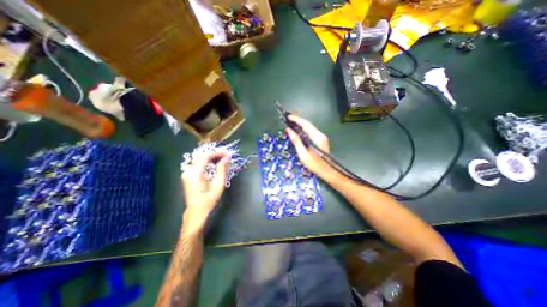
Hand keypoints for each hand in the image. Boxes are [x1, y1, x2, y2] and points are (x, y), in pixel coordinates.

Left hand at [181, 151, 228, 229]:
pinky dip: (206, 162)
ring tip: (221, 160)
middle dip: (214, 154)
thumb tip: (226, 158)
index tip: (226, 154)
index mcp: (195, 173)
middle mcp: (189, 171)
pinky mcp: (187, 176)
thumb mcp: (218, 184)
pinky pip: (197, 164)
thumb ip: (222, 169)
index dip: (217, 153)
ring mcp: (186, 173)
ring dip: (210, 158)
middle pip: (201, 156)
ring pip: (199, 159)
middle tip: (225, 157)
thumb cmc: (209, 199)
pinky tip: (213, 165)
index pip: (205, 156)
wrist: (196, 211)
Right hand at [287, 114, 333, 176]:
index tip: (288, 117)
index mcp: (316, 137)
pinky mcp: (321, 139)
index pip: (306, 124)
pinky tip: (298, 131)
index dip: (297, 119)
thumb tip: (289, 130)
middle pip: (308, 124)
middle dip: (298, 120)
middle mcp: (320, 134)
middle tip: (288, 119)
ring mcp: (321, 136)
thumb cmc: (315, 165)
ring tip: (291, 124)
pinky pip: (311, 131)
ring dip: (300, 124)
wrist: (328, 171)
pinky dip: (304, 129)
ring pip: (310, 127)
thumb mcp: (303, 154)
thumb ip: (296, 141)